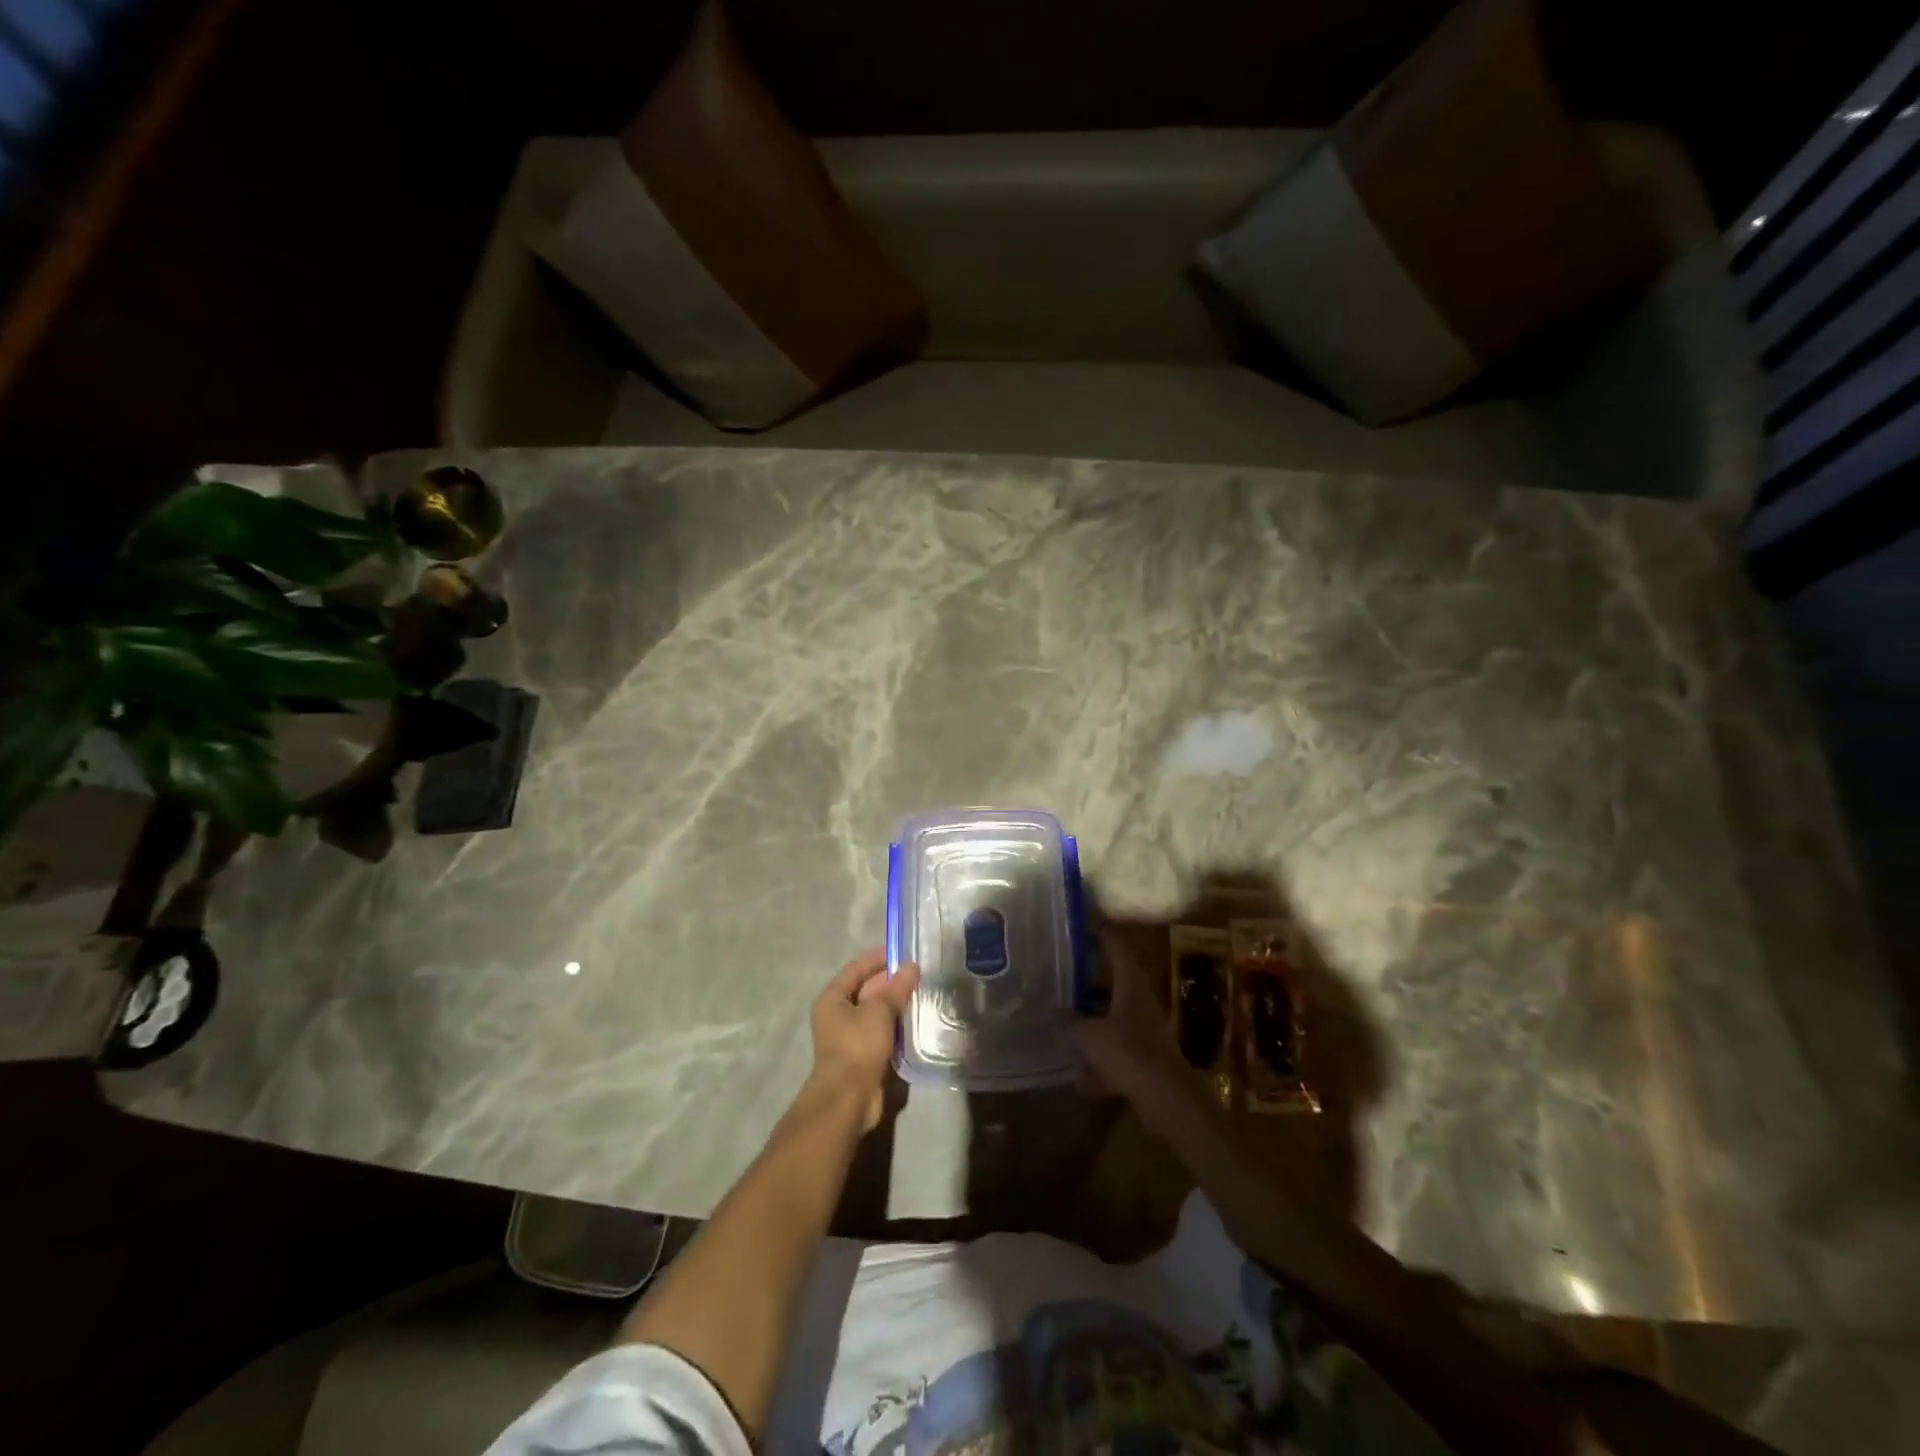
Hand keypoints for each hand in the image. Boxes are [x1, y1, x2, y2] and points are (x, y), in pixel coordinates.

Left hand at [808, 949, 918, 1131]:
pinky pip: (882, 1032)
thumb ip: (896, 988)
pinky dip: (897, 1025)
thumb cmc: (858, 1045)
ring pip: (876, 1012)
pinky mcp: (864, 1055)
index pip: (856, 969)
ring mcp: (850, 1036)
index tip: (901, 950)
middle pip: (866, 990)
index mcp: (833, 998)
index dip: (877, 958)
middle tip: (918, 973)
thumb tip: (912, 967)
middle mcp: (838, 1014)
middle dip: (891, 981)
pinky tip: (916, 1019)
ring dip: (896, 1004)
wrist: (849, 1098)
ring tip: (922, 992)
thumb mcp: (879, 1011)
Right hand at [1070, 922, 1184, 1098]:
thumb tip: (1057, 1013)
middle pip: (1115, 983)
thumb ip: (1071, 1023)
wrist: (1167, 1099)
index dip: (1101, 933)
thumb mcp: (1090, 1036)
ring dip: (1093, 1022)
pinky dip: (1101, 1062)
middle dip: (1090, 981)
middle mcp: (1141, 1002)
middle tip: (1065, 974)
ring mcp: (1146, 1030)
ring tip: (1066, 1026)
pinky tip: (1081, 1080)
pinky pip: (1118, 1052)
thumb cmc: (1128, 1053)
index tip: (1083, 924)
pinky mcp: (1148, 1059)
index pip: (1116, 947)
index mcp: (1131, 985)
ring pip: (1115, 1018)